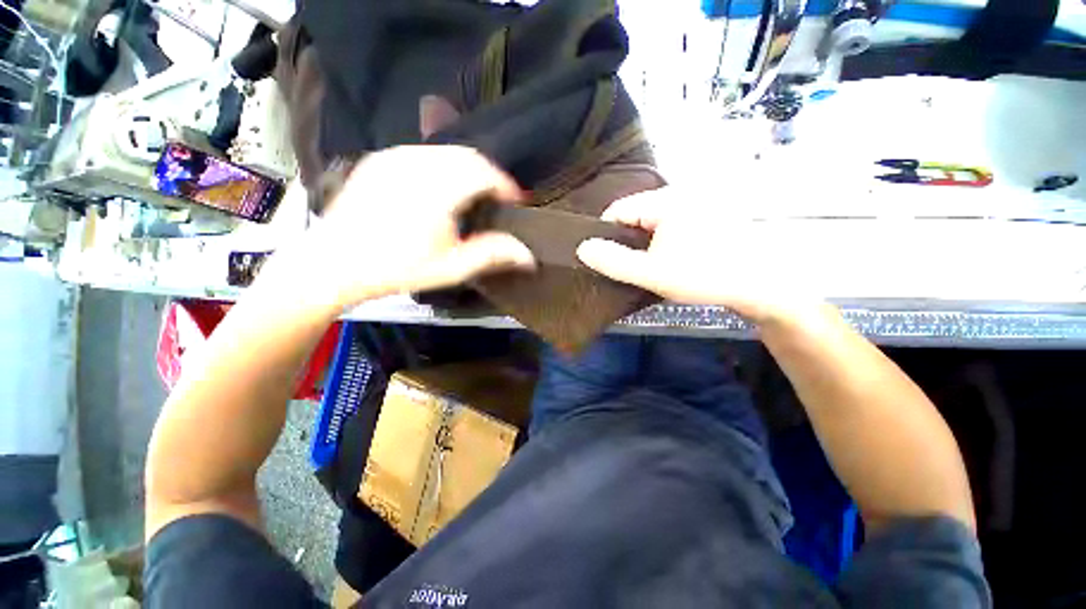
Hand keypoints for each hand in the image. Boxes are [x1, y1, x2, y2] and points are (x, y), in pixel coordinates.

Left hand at [284, 146, 535, 307]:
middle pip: (468, 156)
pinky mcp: (380, 160)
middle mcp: (417, 163)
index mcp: (438, 188)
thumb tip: (529, 255)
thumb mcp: (451, 267)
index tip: (516, 202)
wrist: (333, 263)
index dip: (506, 185)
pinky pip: (424, 153)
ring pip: (446, 151)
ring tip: (473, 194)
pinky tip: (441, 189)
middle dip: (489, 175)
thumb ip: (492, 255)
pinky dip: (443, 165)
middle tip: (497, 199)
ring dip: (467, 169)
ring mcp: (395, 157)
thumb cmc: (397, 268)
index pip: (485, 172)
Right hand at [575, 187, 825, 325]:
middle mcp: (679, 193)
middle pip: (634, 214)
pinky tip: (664, 259)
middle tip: (625, 266)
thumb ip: (614, 261)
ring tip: (644, 265)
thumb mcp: (653, 274)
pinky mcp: (704, 214)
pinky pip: (668, 223)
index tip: (605, 259)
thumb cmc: (705, 277)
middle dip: (625, 240)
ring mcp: (694, 203)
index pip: (618, 210)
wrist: (762, 285)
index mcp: (665, 201)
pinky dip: (659, 240)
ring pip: (651, 220)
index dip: (605, 234)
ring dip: (642, 242)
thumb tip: (583, 248)